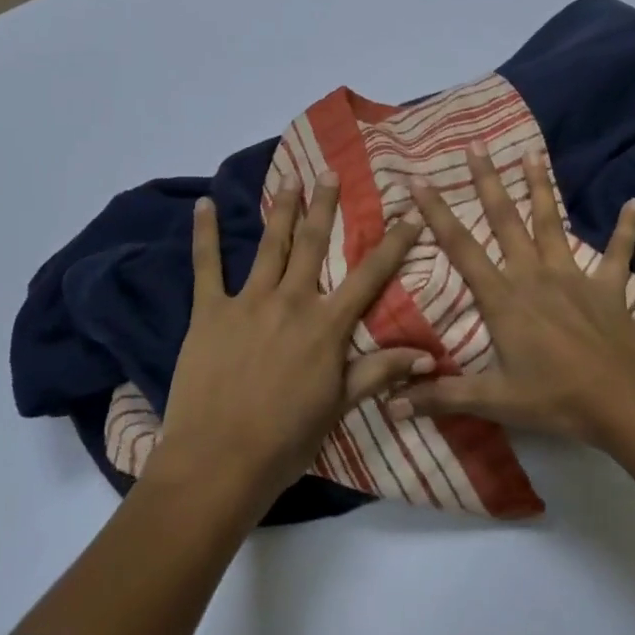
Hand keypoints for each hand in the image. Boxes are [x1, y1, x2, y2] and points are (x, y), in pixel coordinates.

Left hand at [151, 172, 429, 511]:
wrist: (220, 461)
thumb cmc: (287, 439)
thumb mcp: (340, 406)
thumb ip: (381, 372)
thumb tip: (431, 356)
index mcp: (327, 325)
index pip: (370, 275)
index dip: (393, 243)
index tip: (409, 213)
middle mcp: (292, 301)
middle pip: (313, 244)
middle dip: (325, 206)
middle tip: (331, 173)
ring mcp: (248, 301)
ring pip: (271, 245)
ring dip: (282, 209)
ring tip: (289, 178)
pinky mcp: (210, 311)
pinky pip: (207, 266)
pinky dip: (206, 233)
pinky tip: (203, 204)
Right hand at [387, 144, 634, 447]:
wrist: (624, 403)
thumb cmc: (555, 399)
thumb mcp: (494, 400)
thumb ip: (442, 397)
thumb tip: (390, 404)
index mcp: (503, 298)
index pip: (461, 248)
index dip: (438, 213)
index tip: (418, 181)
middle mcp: (534, 275)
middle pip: (506, 220)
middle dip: (488, 182)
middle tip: (476, 146)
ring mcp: (573, 277)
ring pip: (553, 223)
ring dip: (542, 187)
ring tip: (532, 153)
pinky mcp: (607, 287)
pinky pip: (617, 252)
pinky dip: (626, 228)